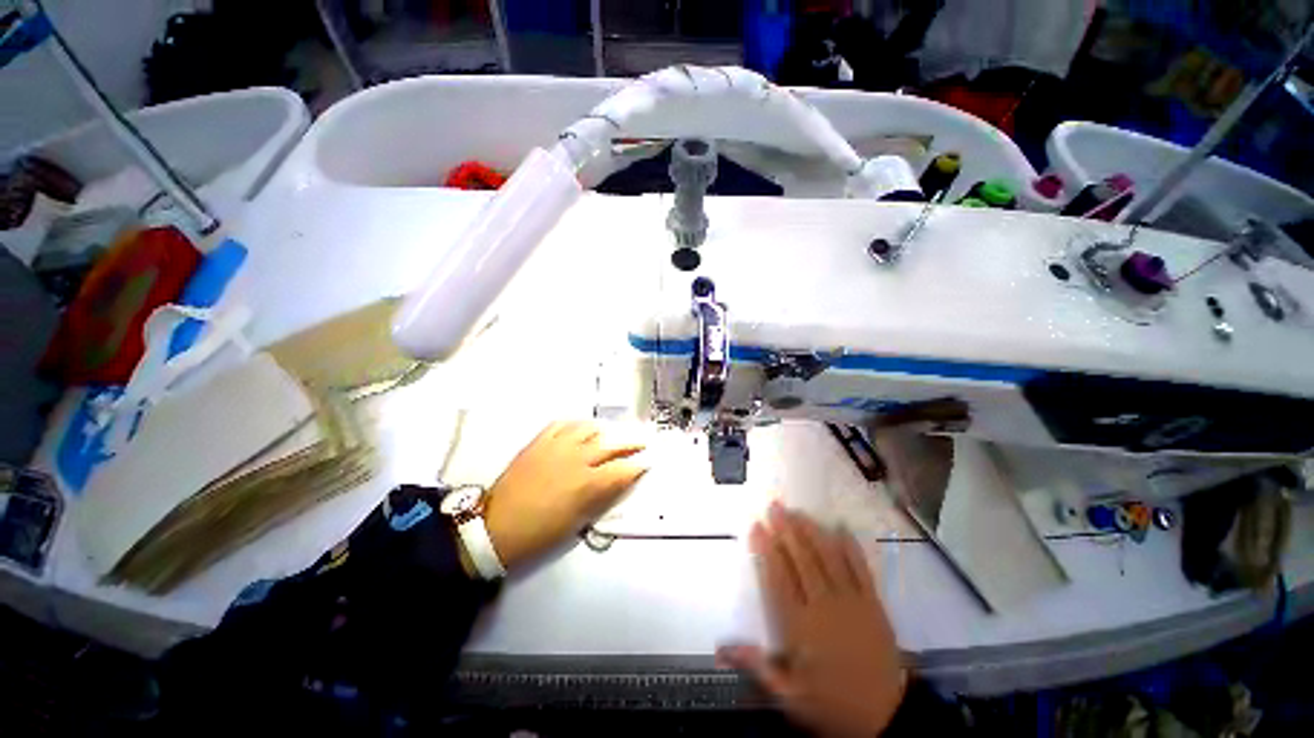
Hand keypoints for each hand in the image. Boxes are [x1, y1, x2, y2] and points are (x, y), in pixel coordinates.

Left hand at [483, 421, 646, 571]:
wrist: (496, 527)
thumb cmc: (540, 533)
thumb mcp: (577, 521)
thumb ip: (601, 497)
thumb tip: (618, 481)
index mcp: (587, 483)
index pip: (622, 470)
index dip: (637, 466)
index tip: (646, 463)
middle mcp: (577, 459)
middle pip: (611, 445)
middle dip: (630, 444)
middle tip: (640, 443)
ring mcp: (557, 447)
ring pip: (588, 429)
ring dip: (602, 432)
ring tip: (608, 435)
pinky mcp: (539, 442)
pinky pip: (561, 425)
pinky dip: (574, 425)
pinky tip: (579, 430)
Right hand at [719, 503, 906, 737]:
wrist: (885, 719)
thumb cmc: (830, 703)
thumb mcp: (788, 695)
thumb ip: (755, 665)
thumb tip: (719, 648)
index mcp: (800, 626)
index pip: (778, 577)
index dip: (766, 549)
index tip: (757, 527)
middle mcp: (823, 606)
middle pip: (801, 560)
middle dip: (786, 530)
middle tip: (775, 506)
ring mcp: (851, 602)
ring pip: (827, 558)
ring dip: (811, 532)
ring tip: (798, 511)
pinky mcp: (873, 603)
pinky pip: (860, 569)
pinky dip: (850, 548)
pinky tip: (840, 528)